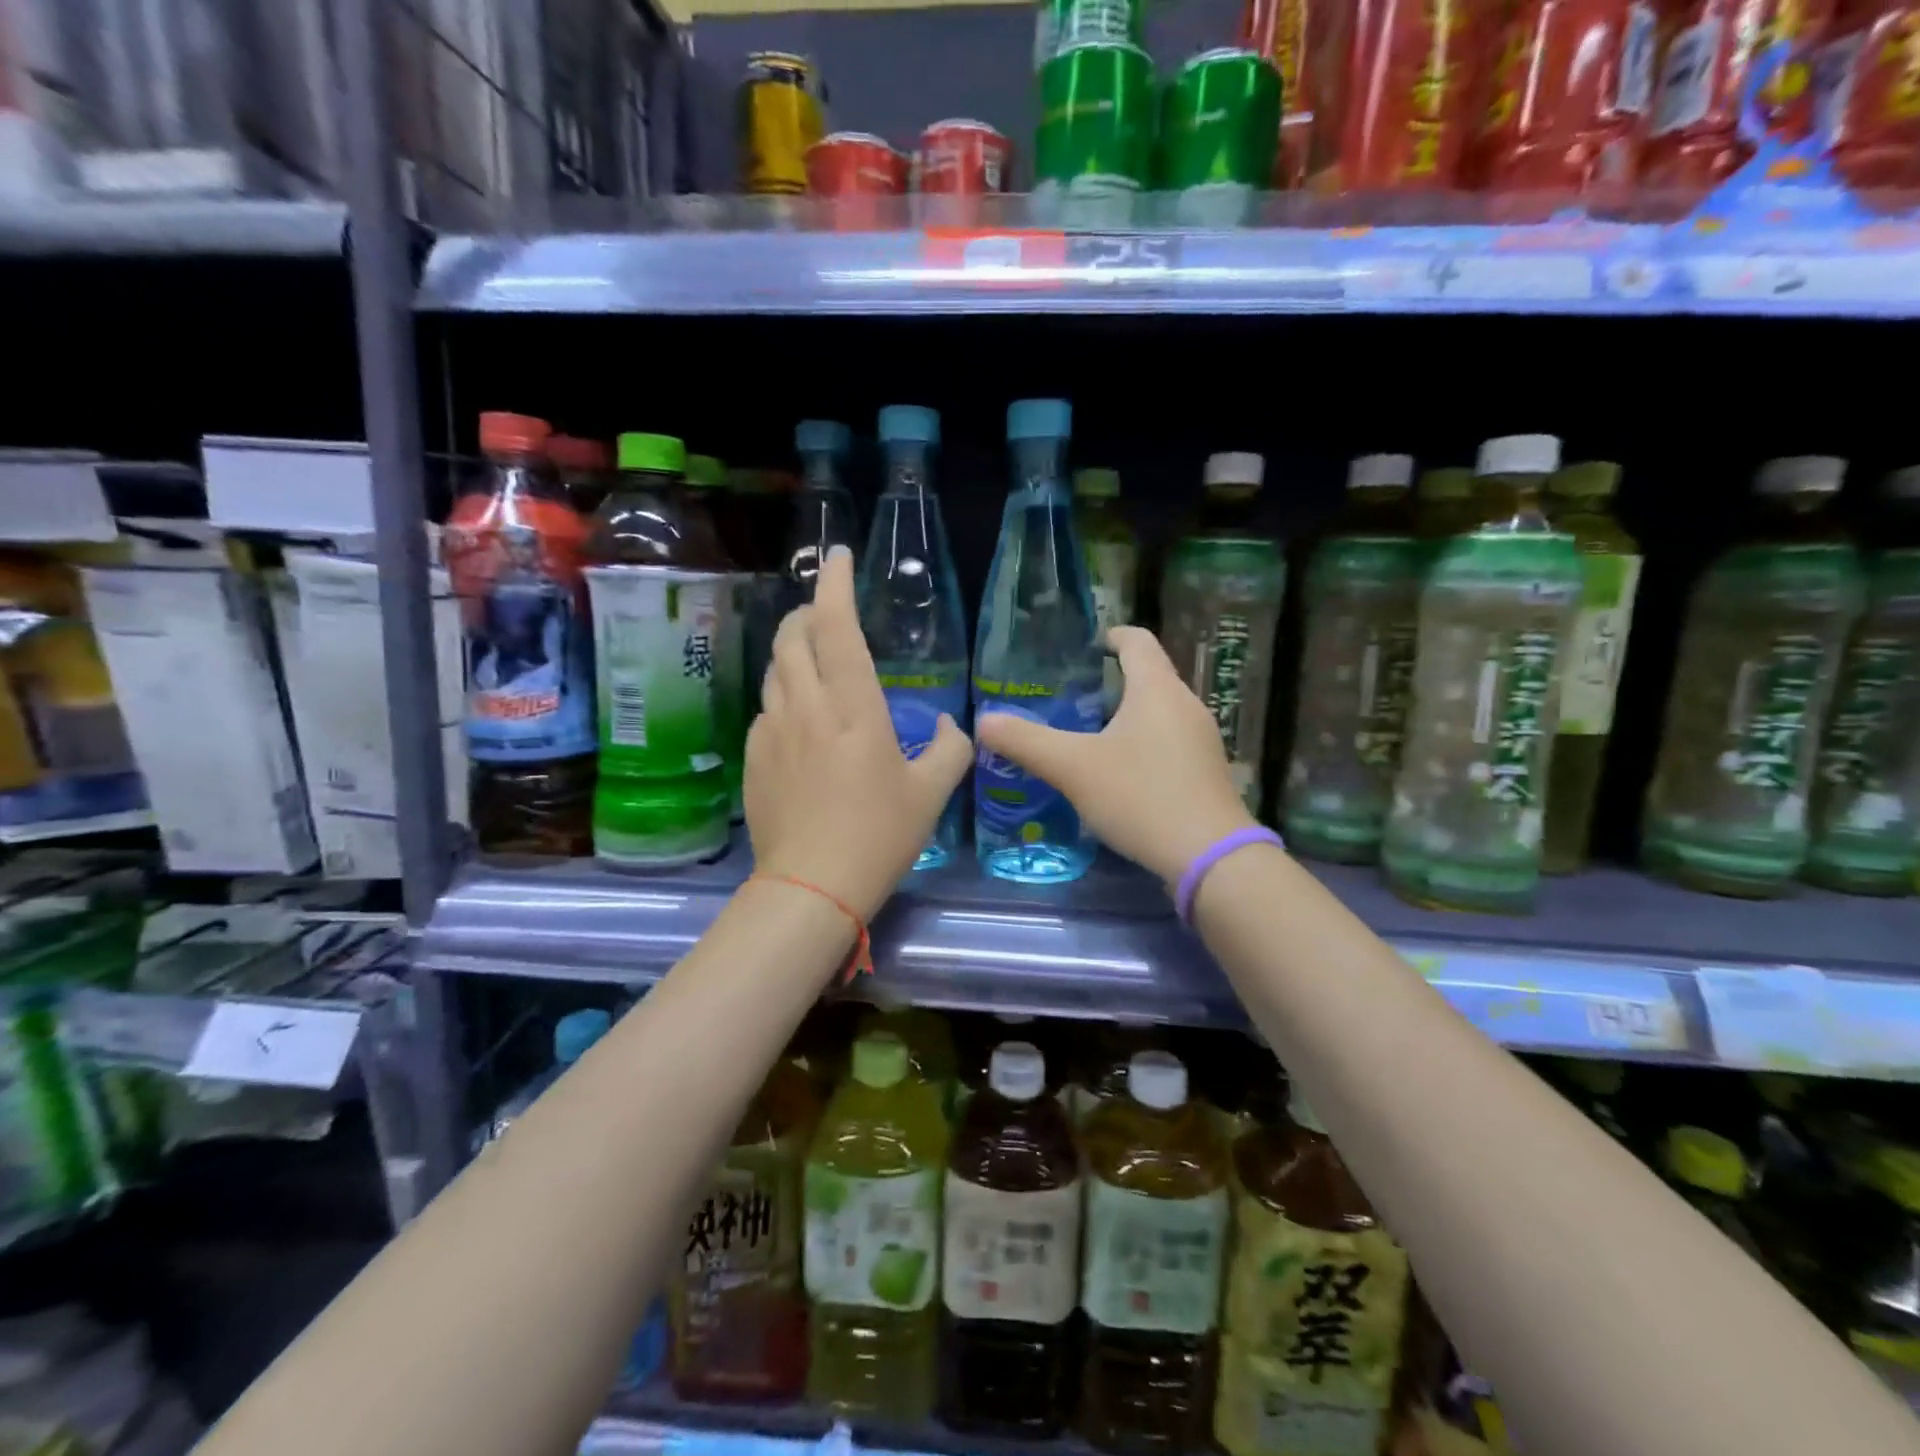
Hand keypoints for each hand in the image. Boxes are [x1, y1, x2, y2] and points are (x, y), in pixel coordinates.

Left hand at [745, 545, 971, 920]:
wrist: (810, 887)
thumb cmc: (878, 836)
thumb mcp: (930, 794)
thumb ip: (950, 749)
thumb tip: (947, 724)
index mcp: (853, 708)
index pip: (838, 628)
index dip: (836, 585)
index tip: (838, 557)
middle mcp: (806, 707)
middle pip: (793, 637)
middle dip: (808, 613)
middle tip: (828, 612)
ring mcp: (772, 730)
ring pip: (775, 669)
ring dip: (793, 651)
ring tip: (813, 658)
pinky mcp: (753, 757)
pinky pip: (766, 708)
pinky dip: (783, 694)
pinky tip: (799, 718)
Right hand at [974, 625, 1256, 886]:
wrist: (1210, 857)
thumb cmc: (1141, 796)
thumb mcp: (1073, 768)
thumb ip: (1026, 742)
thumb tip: (983, 721)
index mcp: (1157, 689)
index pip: (1137, 640)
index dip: (1111, 635)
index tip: (1085, 647)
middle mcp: (1186, 705)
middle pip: (1149, 676)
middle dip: (1112, 681)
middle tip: (1071, 698)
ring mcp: (1202, 740)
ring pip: (1159, 712)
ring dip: (1127, 715)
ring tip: (1089, 735)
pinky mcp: (1206, 772)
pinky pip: (1170, 741)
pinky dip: (1143, 744)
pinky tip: (1120, 773)